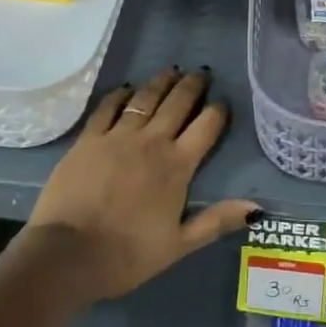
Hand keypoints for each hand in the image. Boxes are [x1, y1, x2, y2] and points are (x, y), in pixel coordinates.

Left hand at [27, 68, 254, 301]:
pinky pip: (108, 107)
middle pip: (177, 103)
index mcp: (177, 166)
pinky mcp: (88, 139)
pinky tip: (127, 88)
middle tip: (200, 73)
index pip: (206, 127)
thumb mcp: (179, 245)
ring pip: (145, 99)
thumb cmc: (127, 254)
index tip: (223, 102)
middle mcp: (151, 142)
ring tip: (171, 71)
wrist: (67, 255)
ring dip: (161, 82)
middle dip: (192, 86)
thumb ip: (217, 221)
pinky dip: (120, 95)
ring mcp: (118, 136)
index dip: (217, 111)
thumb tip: (258, 207)